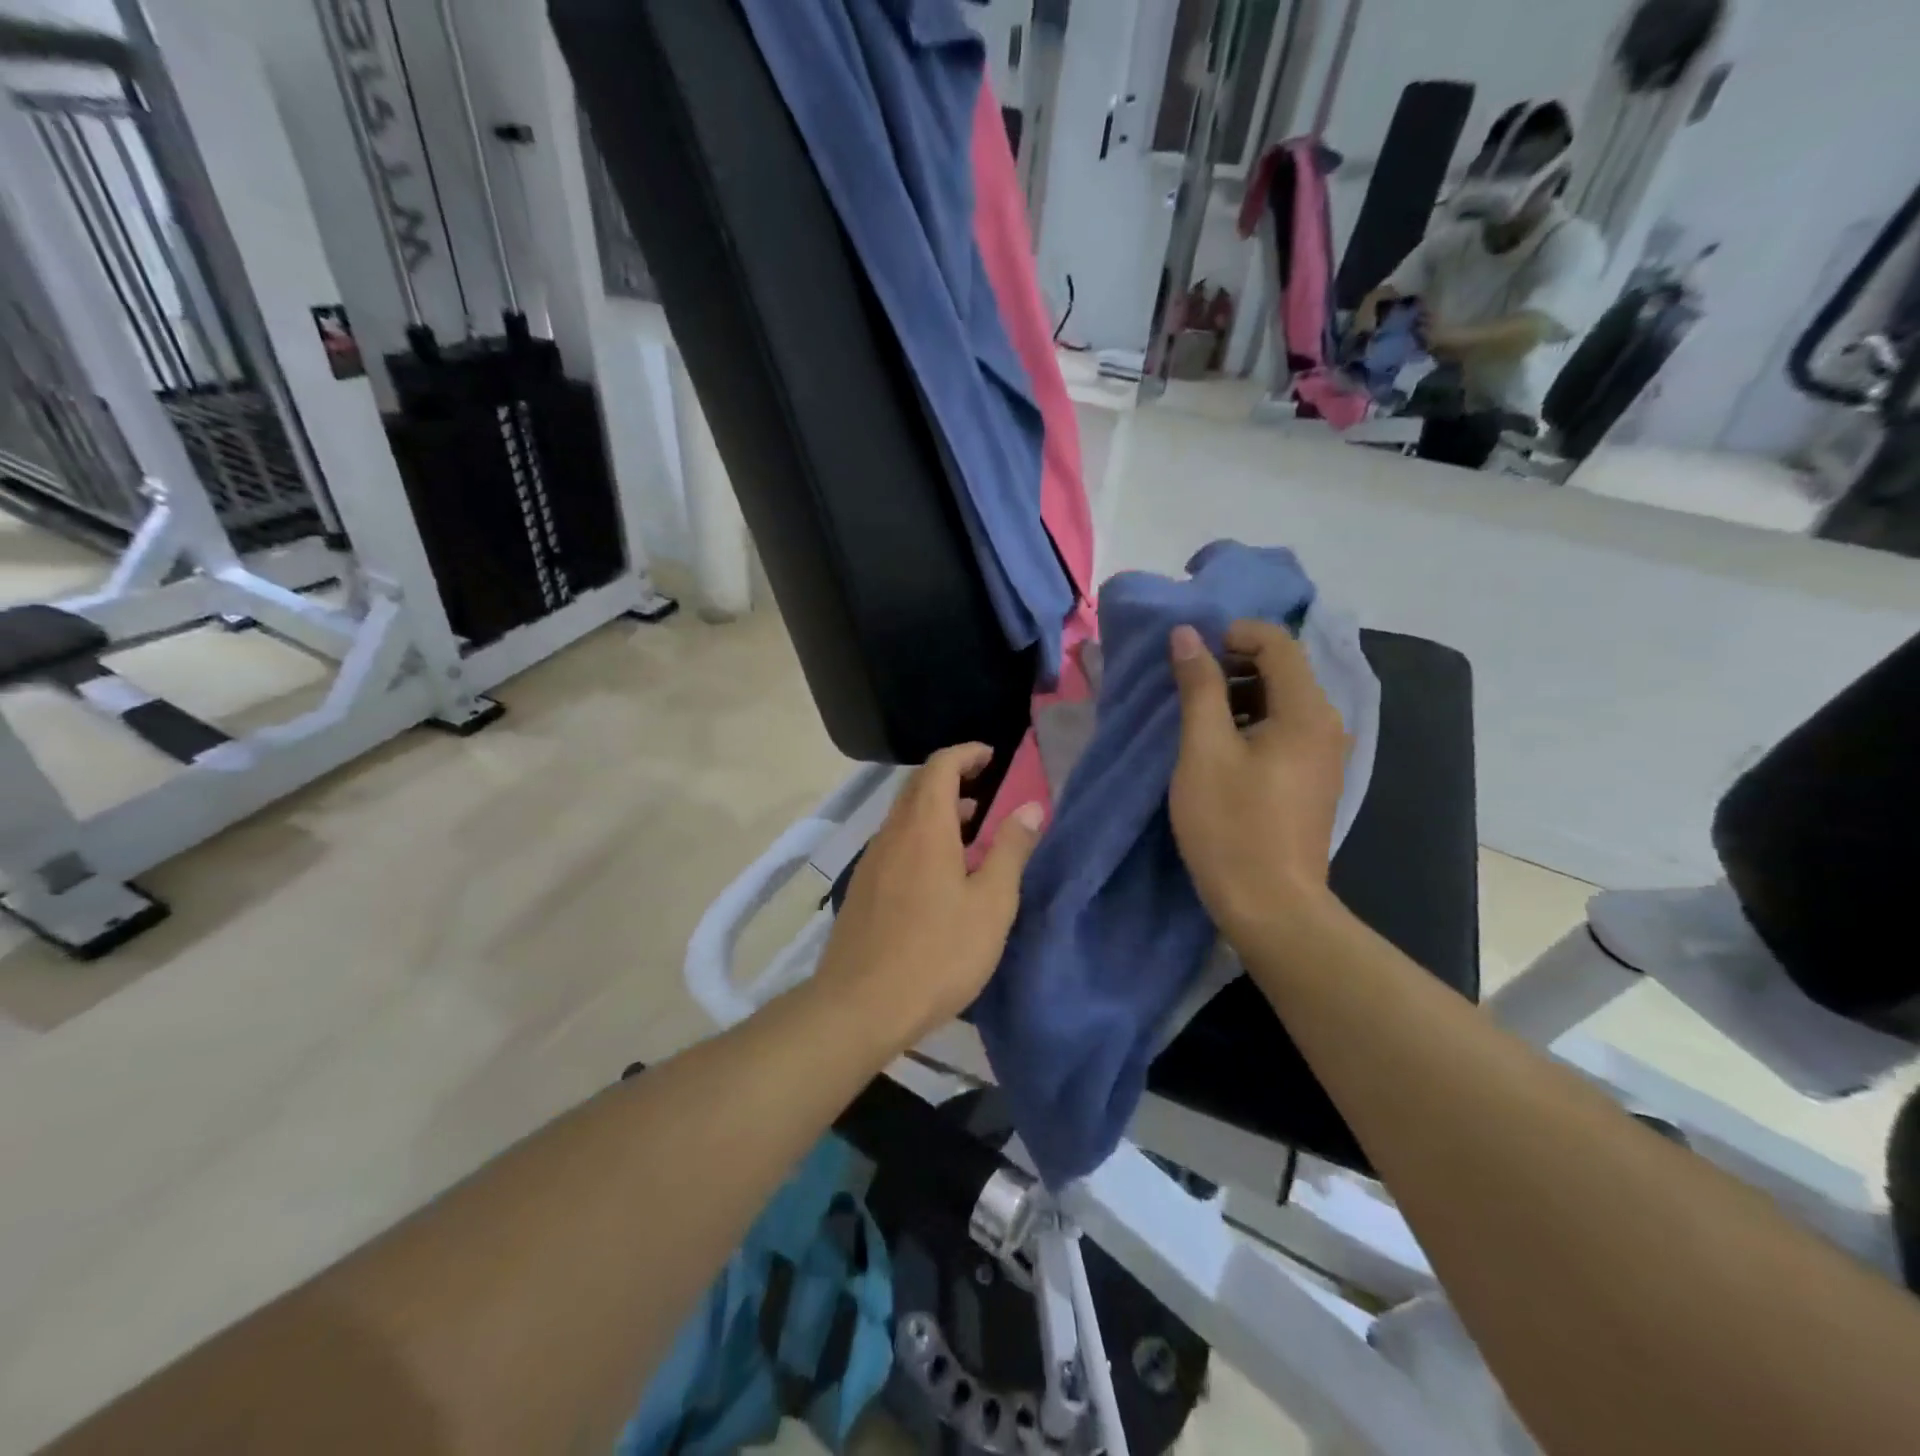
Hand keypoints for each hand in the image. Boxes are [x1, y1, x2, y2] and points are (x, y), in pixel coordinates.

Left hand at [813, 744, 1043, 1048]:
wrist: (860, 1006)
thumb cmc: (937, 954)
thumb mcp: (991, 904)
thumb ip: (1010, 850)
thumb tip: (1030, 807)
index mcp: (924, 828)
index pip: (940, 766)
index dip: (966, 754)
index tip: (993, 757)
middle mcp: (892, 834)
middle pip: (918, 786)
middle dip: (952, 778)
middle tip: (985, 790)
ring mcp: (871, 861)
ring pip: (904, 816)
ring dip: (936, 810)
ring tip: (970, 829)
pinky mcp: (863, 888)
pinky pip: (895, 843)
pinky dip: (921, 836)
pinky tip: (939, 873)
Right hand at [1166, 621, 1348, 951]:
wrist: (1271, 905)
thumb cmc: (1231, 825)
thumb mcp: (1204, 750)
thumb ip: (1198, 686)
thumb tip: (1187, 634)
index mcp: (1306, 711)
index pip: (1277, 642)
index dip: (1232, 634)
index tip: (1190, 656)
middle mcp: (1326, 724)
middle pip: (1283, 668)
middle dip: (1232, 664)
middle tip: (1186, 686)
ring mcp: (1324, 754)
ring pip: (1281, 700)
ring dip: (1238, 696)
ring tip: (1196, 719)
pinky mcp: (1314, 778)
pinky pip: (1284, 730)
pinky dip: (1252, 723)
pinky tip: (1219, 749)